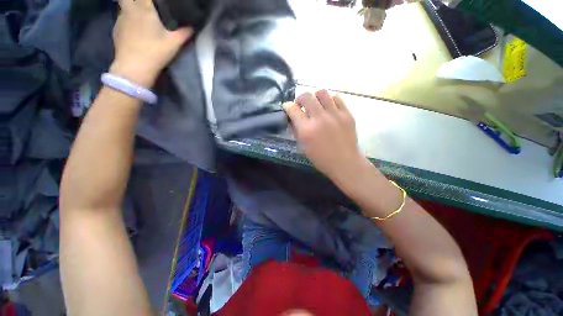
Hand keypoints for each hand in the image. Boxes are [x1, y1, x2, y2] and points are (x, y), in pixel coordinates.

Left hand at [110, 0, 193, 87]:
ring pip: (123, 6)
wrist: (134, 68)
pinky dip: (127, 19)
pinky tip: (134, 29)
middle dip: (137, 1)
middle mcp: (129, 9)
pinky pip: (121, 18)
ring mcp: (120, 19)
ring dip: (131, 7)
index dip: (150, 0)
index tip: (156, 4)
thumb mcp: (174, 44)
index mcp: (144, 9)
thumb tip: (192, 27)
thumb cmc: (155, 52)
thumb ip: (184, 33)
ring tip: (141, 17)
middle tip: (146, 8)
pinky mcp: (116, 30)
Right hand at [284, 90, 365, 182]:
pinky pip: (337, 98)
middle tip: (301, 106)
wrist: (345, 162)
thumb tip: (293, 118)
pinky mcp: (347, 114)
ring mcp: (335, 115)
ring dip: (315, 98)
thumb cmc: (321, 158)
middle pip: (306, 96)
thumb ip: (296, 130)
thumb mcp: (303, 146)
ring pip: (322, 93)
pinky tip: (329, 109)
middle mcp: (320, 118)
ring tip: (316, 106)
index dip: (288, 106)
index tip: (288, 107)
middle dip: (300, 99)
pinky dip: (330, 101)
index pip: (293, 109)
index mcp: (307, 130)